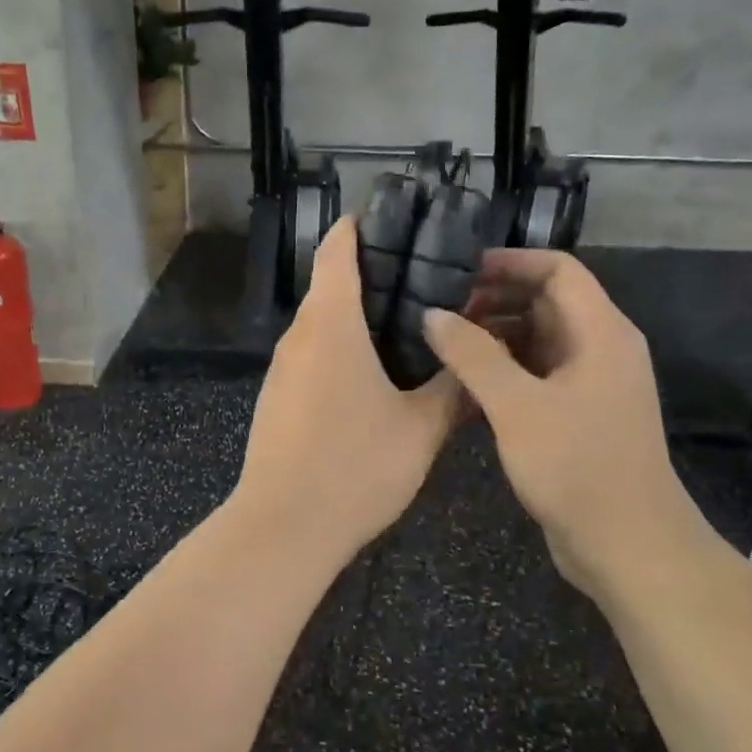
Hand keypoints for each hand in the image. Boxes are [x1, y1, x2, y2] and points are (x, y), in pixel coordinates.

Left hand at [232, 219, 460, 561]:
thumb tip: (475, 357)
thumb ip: (452, 387)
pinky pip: (313, 356)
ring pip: (322, 324)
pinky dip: (342, 349)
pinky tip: (375, 377)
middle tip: (427, 282)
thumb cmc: (356, 467)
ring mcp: (283, 368)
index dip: (363, 226)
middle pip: (331, 284)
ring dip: (358, 317)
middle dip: (374, 276)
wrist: (284, 528)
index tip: (398, 222)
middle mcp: (300, 335)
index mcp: (331, 323)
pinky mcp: (277, 397)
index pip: (338, 249)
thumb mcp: (421, 427)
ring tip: (411, 328)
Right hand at [425, 250, 707, 602]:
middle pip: (546, 302)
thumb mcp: (517, 406)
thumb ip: (472, 355)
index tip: (459, 269)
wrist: (628, 547)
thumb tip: (432, 314)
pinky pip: (537, 375)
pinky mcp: (578, 415)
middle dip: (494, 299)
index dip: (510, 262)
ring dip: (494, 337)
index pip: (558, 270)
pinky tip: (463, 387)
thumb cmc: (577, 467)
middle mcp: (601, 348)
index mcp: (601, 332)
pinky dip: (503, 371)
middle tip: (440, 310)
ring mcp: (591, 384)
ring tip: (443, 344)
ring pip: (538, 340)